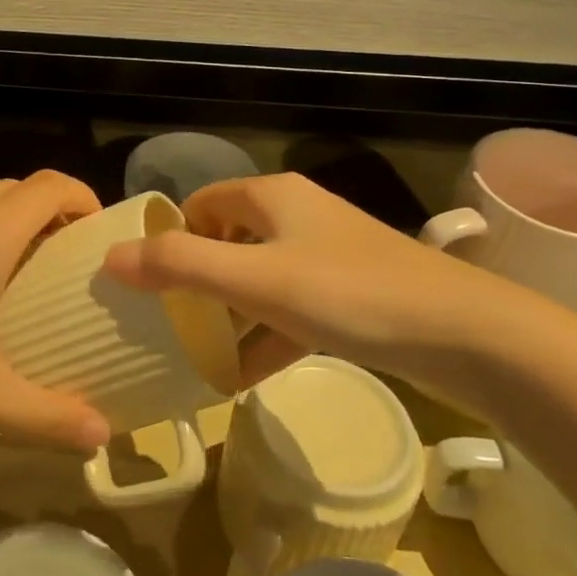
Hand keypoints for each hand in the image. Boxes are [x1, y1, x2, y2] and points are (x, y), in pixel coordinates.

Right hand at [102, 172, 541, 399]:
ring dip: (228, 315)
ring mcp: (326, 256)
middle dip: (195, 282)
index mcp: (271, 197)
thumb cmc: (348, 293)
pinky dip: (264, 337)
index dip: (169, 237)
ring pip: (258, 279)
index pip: (200, 204)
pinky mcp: (350, 295)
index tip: (145, 282)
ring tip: (193, 356)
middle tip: (164, 323)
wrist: (467, 334)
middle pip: (227, 241)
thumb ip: (179, 267)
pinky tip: (240, 378)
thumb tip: (109, 258)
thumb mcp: (254, 280)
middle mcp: (296, 216)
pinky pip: (290, 310)